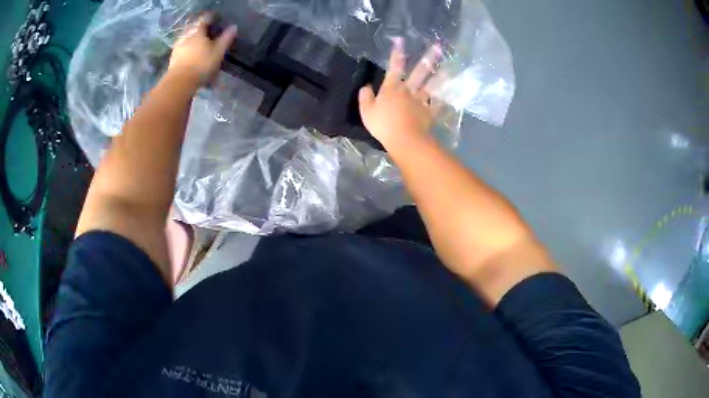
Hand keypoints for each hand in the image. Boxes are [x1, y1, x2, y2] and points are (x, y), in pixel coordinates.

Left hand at [168, 14, 236, 86]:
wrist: (179, 83)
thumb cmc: (201, 64)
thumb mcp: (218, 52)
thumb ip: (226, 39)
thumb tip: (233, 26)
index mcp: (198, 32)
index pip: (205, 19)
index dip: (211, 17)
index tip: (217, 18)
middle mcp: (186, 36)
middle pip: (195, 29)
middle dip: (201, 30)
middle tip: (208, 33)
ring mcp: (178, 48)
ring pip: (187, 40)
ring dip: (193, 41)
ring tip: (199, 46)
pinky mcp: (172, 59)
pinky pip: (182, 50)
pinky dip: (187, 51)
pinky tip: (191, 57)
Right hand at [358, 40, 445, 148]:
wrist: (404, 140)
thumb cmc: (383, 125)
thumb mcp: (366, 111)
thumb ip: (365, 96)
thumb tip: (366, 86)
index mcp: (392, 88)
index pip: (394, 67)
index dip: (397, 54)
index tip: (401, 40)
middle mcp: (409, 90)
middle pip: (419, 72)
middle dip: (427, 58)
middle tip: (438, 46)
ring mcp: (421, 101)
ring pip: (432, 86)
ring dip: (440, 75)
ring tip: (449, 66)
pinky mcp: (430, 113)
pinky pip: (438, 104)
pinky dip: (444, 98)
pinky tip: (451, 92)